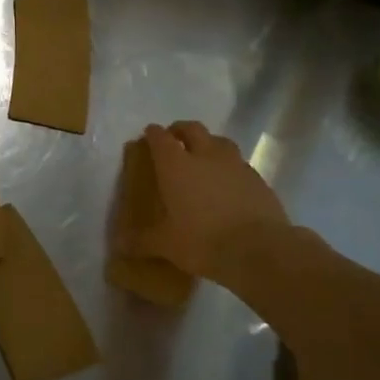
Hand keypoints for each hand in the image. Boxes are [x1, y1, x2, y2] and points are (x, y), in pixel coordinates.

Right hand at [121, 122, 290, 287]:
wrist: (259, 249)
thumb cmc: (203, 241)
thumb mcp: (166, 245)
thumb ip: (142, 241)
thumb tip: (120, 246)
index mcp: (176, 166)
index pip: (160, 138)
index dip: (153, 134)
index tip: (148, 135)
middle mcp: (205, 156)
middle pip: (192, 129)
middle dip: (180, 130)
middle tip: (174, 139)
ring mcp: (235, 164)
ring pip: (219, 141)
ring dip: (208, 143)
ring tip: (203, 157)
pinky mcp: (257, 178)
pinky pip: (238, 163)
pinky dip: (229, 166)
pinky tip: (227, 183)